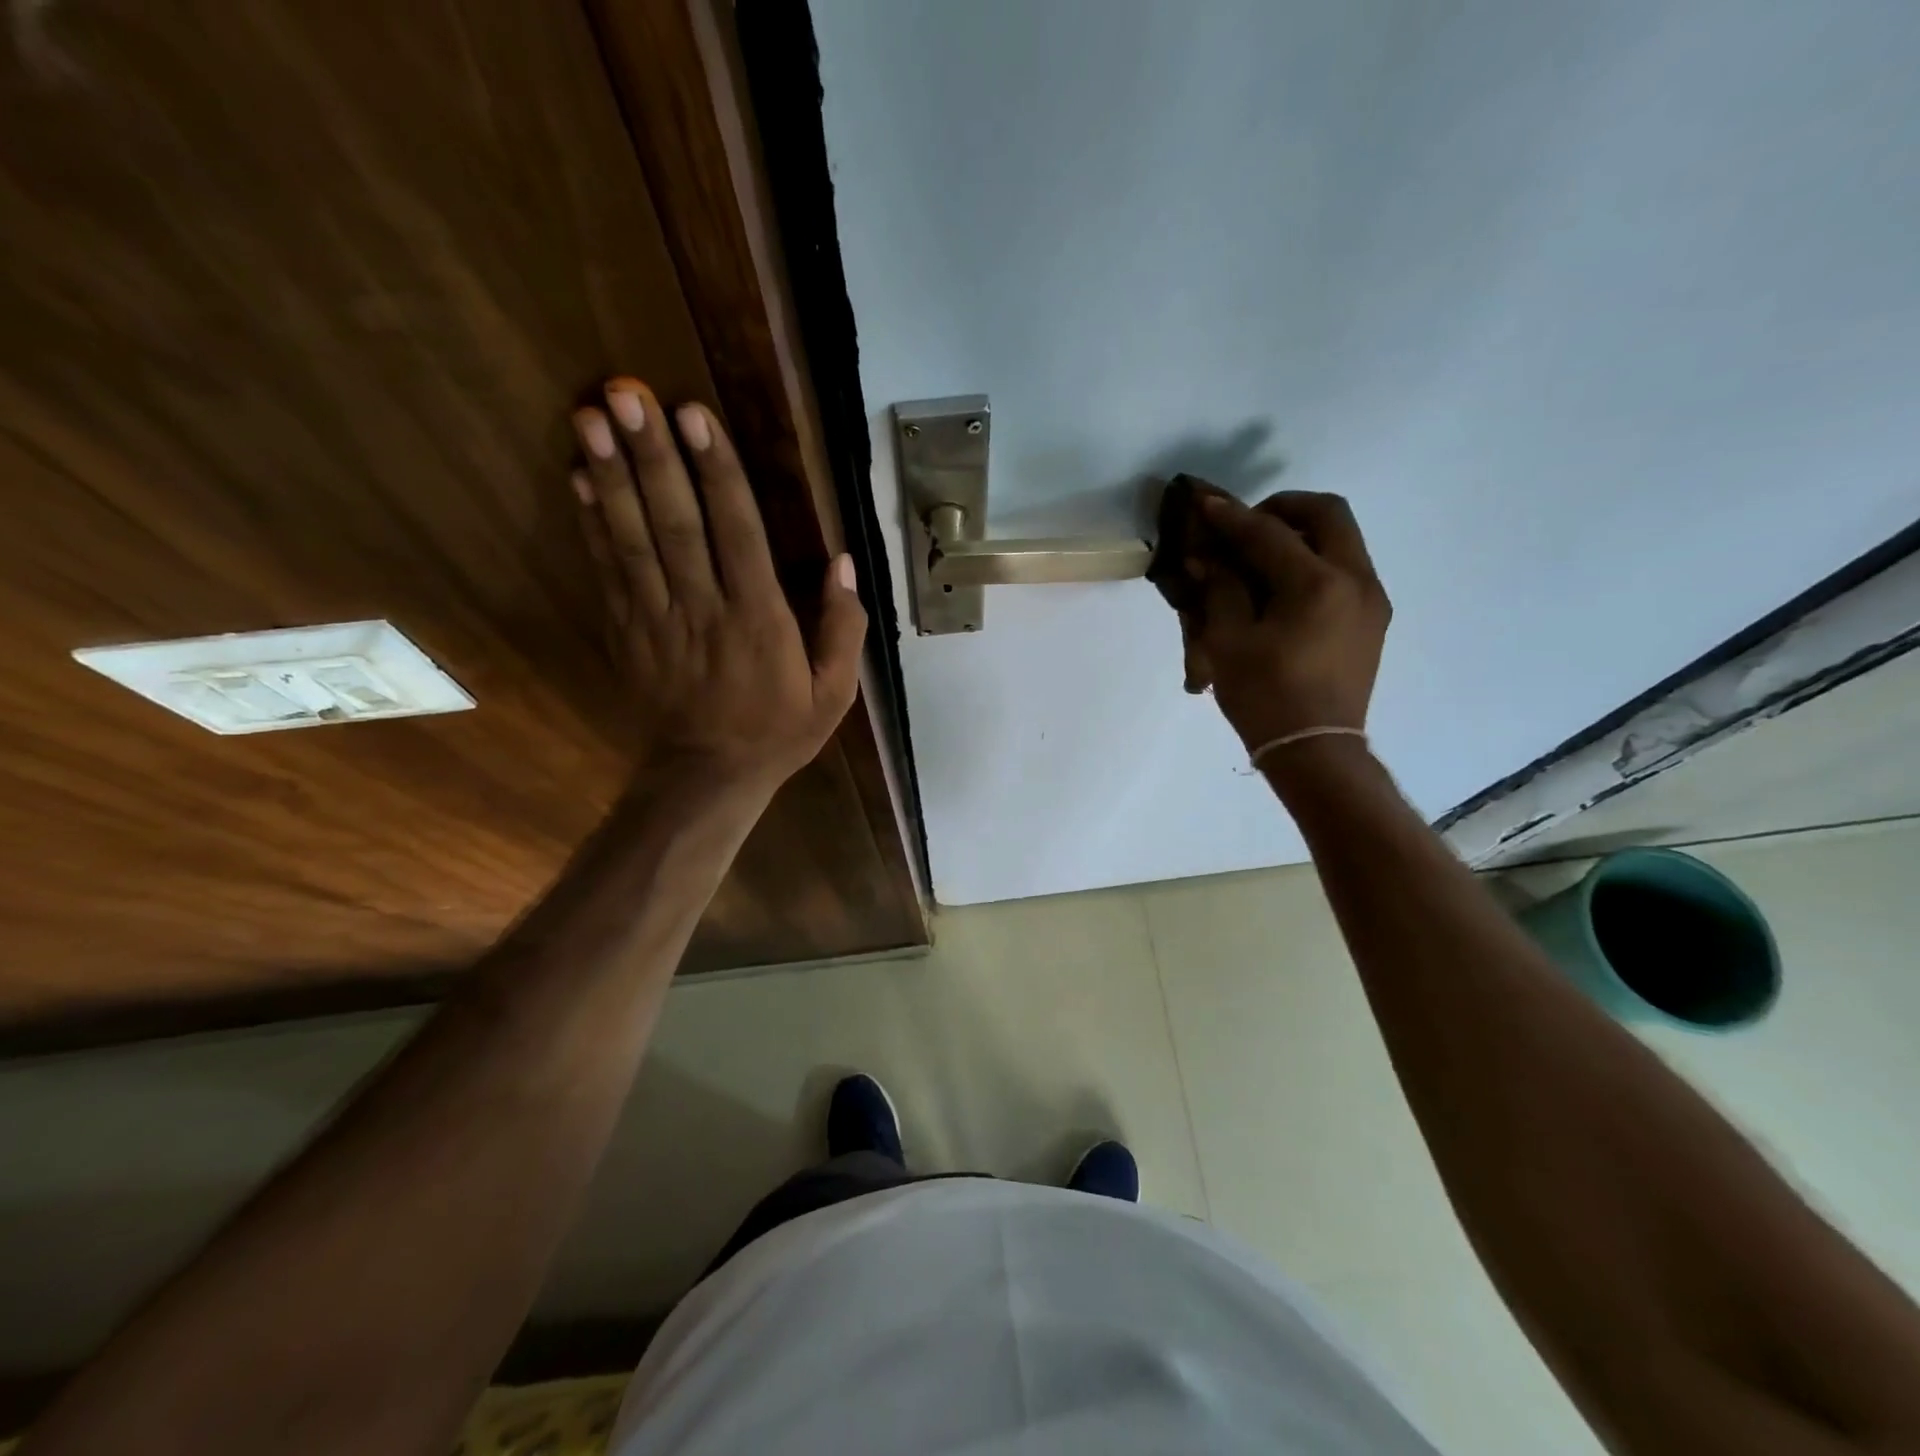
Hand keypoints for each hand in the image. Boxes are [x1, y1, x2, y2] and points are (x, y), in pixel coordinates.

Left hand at [571, 378, 865, 792]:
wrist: (709, 776)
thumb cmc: (779, 731)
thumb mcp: (834, 692)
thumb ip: (843, 629)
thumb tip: (843, 564)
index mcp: (759, 620)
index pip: (737, 533)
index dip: (715, 472)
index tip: (693, 416)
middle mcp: (704, 609)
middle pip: (676, 524)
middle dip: (651, 456)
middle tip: (626, 393)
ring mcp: (658, 620)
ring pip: (633, 540)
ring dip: (611, 475)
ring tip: (590, 416)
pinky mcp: (628, 632)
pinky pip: (609, 571)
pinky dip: (592, 523)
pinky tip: (579, 477)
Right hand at [1183, 491, 1390, 751]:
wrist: (1315, 750)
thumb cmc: (1265, 698)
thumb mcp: (1228, 642)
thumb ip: (1219, 589)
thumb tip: (1207, 557)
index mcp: (1317, 585)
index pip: (1268, 534)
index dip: (1232, 516)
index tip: (1204, 501)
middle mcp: (1355, 580)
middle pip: (1327, 514)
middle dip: (1283, 508)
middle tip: (1247, 525)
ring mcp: (1371, 599)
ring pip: (1342, 539)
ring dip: (1302, 534)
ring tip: (1261, 556)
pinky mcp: (1372, 619)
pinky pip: (1345, 569)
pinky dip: (1314, 561)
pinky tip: (1282, 587)